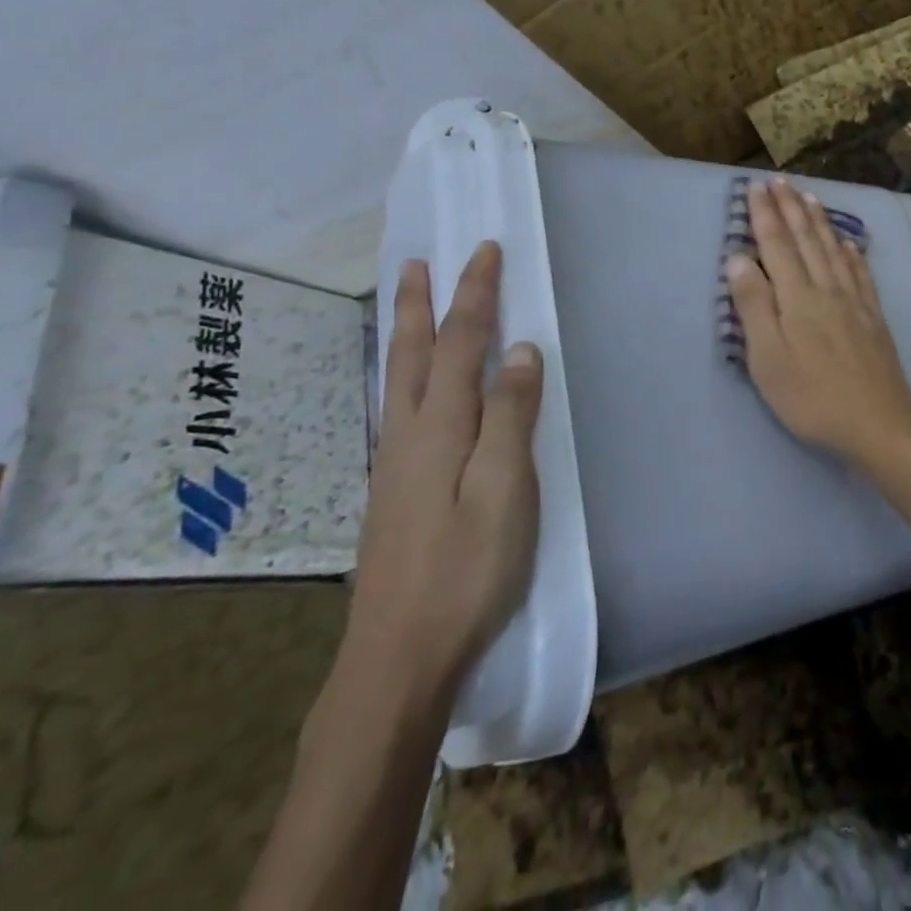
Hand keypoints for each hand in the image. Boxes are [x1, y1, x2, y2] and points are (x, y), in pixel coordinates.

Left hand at [343, 244, 542, 704]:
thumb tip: (519, 350)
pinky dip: (401, 374)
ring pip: (396, 380)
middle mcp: (408, 436)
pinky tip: (406, 388)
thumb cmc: (466, 572)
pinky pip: (397, 408)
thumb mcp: (505, 491)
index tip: (485, 251)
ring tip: (403, 305)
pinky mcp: (391, 492)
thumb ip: (511, 417)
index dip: (474, 294)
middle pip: (412, 354)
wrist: (397, 659)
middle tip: (415, 261)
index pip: (460, 343)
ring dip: (402, 334)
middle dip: (419, 303)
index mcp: (439, 429)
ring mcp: (393, 466)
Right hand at [726, 178, 910, 464]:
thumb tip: (738, 258)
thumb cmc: (812, 397)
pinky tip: (847, 242)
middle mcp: (826, 289)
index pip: (776, 245)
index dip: (765, 215)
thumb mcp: (768, 359)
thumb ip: (754, 306)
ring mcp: (854, 301)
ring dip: (818, 221)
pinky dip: (851, 252)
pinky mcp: (873, 316)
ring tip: (809, 197)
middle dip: (790, 208)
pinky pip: (860, 273)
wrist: (878, 422)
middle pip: (805, 240)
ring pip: (833, 250)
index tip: (755, 187)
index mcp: (796, 298)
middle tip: (779, 181)